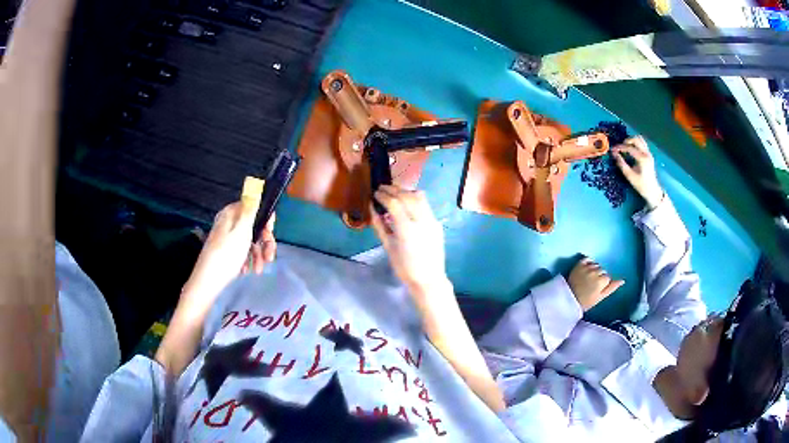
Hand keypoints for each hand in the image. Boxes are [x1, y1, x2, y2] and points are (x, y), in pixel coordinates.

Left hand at [184, 203, 275, 298]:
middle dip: (264, 243)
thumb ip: (251, 208)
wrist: (207, 281)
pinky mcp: (225, 251)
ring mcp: (227, 237)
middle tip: (269, 258)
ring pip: (249, 241)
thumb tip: (255, 185)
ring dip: (257, 255)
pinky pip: (242, 251)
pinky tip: (247, 270)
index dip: (266, 220)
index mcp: (231, 213)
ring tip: (258, 269)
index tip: (270, 234)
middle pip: (254, 226)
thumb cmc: (226, 255)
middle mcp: (229, 222)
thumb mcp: (242, 230)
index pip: (255, 208)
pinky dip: (248, 260)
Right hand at [370, 186, 447, 294]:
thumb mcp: (388, 246)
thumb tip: (372, 208)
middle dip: (393, 190)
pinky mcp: (437, 223)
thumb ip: (379, 225)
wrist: (428, 278)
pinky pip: (425, 205)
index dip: (383, 196)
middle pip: (407, 196)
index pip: (394, 203)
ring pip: (419, 196)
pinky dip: (414, 199)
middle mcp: (421, 221)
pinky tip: (406, 202)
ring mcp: (432, 220)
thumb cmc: (404, 267)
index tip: (375, 193)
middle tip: (382, 188)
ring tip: (394, 192)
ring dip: (405, 191)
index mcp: (406, 229)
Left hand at [568, 257, 623, 310]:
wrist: (569, 299)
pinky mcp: (578, 264)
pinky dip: (589, 262)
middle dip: (600, 276)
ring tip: (588, 279)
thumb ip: (612, 288)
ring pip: (596, 265)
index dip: (603, 283)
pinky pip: (587, 259)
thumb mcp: (600, 297)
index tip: (598, 289)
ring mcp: (586, 267)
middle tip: (592, 285)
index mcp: (601, 281)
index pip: (607, 277)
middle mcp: (595, 272)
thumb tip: (623, 280)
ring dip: (594, 269)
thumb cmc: (586, 301)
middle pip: (602, 270)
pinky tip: (587, 269)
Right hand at [613, 136, 663, 209]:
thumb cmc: (641, 185)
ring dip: (632, 141)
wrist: (653, 191)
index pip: (629, 148)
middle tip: (620, 148)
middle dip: (626, 141)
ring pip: (640, 139)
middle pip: (636, 139)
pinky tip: (632, 150)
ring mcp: (649, 153)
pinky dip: (636, 144)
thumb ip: (622, 164)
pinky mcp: (649, 155)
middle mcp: (646, 153)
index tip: (613, 149)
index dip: (620, 147)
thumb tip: (614, 154)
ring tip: (626, 147)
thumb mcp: (630, 177)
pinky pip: (642, 144)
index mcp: (642, 159)